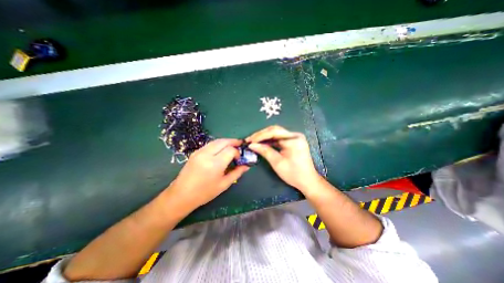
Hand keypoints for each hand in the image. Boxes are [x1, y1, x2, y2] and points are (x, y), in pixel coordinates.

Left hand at [167, 139, 249, 212]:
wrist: (181, 195)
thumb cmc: (204, 193)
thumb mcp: (224, 184)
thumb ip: (237, 173)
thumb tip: (246, 166)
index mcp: (215, 164)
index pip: (230, 150)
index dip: (237, 152)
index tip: (239, 158)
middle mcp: (207, 154)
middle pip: (224, 141)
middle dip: (233, 142)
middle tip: (240, 145)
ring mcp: (199, 152)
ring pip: (217, 141)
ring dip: (226, 142)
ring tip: (232, 146)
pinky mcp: (195, 152)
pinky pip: (210, 144)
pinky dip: (218, 144)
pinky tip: (221, 150)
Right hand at [247, 125, 320, 193]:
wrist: (307, 181)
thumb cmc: (293, 174)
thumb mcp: (277, 163)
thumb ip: (265, 151)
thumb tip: (252, 145)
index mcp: (293, 139)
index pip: (273, 132)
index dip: (260, 136)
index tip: (249, 140)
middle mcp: (295, 135)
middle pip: (275, 130)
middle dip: (261, 135)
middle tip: (250, 140)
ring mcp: (294, 138)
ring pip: (276, 133)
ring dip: (265, 137)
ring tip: (254, 141)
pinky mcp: (293, 141)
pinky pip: (279, 138)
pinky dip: (270, 140)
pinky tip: (263, 143)